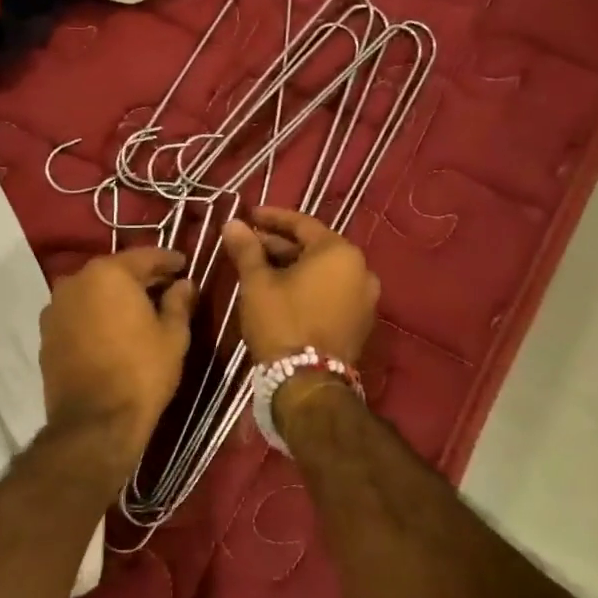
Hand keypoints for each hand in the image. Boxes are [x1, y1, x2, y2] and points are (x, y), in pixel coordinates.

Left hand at [39, 248, 194, 477]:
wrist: (94, 422)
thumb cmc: (141, 373)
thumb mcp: (173, 336)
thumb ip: (179, 303)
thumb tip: (184, 284)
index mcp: (109, 273)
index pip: (145, 256)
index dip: (168, 259)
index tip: (183, 264)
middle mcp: (76, 280)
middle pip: (115, 271)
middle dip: (140, 277)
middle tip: (165, 285)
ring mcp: (56, 307)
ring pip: (93, 291)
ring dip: (114, 296)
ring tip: (138, 309)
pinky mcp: (46, 333)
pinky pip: (77, 313)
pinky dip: (95, 314)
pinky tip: (111, 329)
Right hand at [220, 207, 378, 365]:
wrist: (308, 382)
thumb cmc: (282, 322)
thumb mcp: (257, 282)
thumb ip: (247, 249)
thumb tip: (232, 223)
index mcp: (339, 252)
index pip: (302, 223)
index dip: (272, 218)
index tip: (249, 215)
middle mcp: (361, 269)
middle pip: (315, 247)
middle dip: (280, 244)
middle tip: (249, 244)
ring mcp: (365, 298)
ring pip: (323, 271)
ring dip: (293, 265)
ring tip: (261, 268)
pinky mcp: (361, 322)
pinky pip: (332, 291)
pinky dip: (309, 286)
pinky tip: (282, 291)